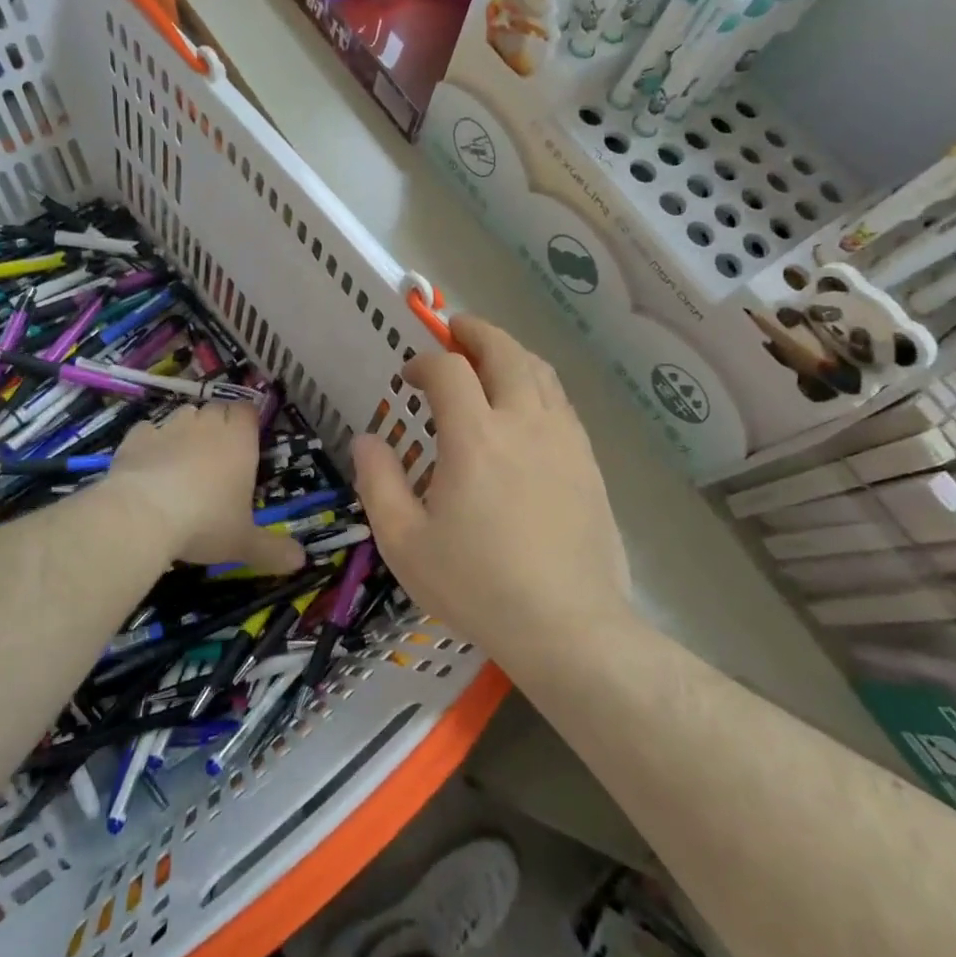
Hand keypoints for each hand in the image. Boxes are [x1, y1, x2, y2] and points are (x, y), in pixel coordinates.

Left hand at [109, 403, 303, 575]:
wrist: (142, 515)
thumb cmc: (205, 523)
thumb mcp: (243, 542)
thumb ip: (273, 550)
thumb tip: (302, 561)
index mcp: (239, 441)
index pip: (248, 411)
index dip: (247, 422)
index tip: (246, 440)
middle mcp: (207, 425)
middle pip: (218, 409)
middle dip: (219, 424)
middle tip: (218, 454)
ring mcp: (170, 427)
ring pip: (184, 414)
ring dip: (187, 429)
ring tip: (184, 457)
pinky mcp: (137, 437)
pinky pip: (148, 430)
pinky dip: (151, 442)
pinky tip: (149, 464)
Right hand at [351, 316, 629, 664]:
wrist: (568, 625)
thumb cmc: (478, 585)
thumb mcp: (405, 542)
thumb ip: (378, 483)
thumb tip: (366, 439)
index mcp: (475, 437)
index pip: (449, 370)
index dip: (426, 362)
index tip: (410, 376)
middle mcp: (523, 422)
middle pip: (505, 351)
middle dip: (476, 332)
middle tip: (456, 330)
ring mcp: (564, 439)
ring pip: (540, 371)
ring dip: (511, 352)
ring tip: (491, 358)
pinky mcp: (588, 460)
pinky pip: (562, 402)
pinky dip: (538, 384)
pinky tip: (527, 406)